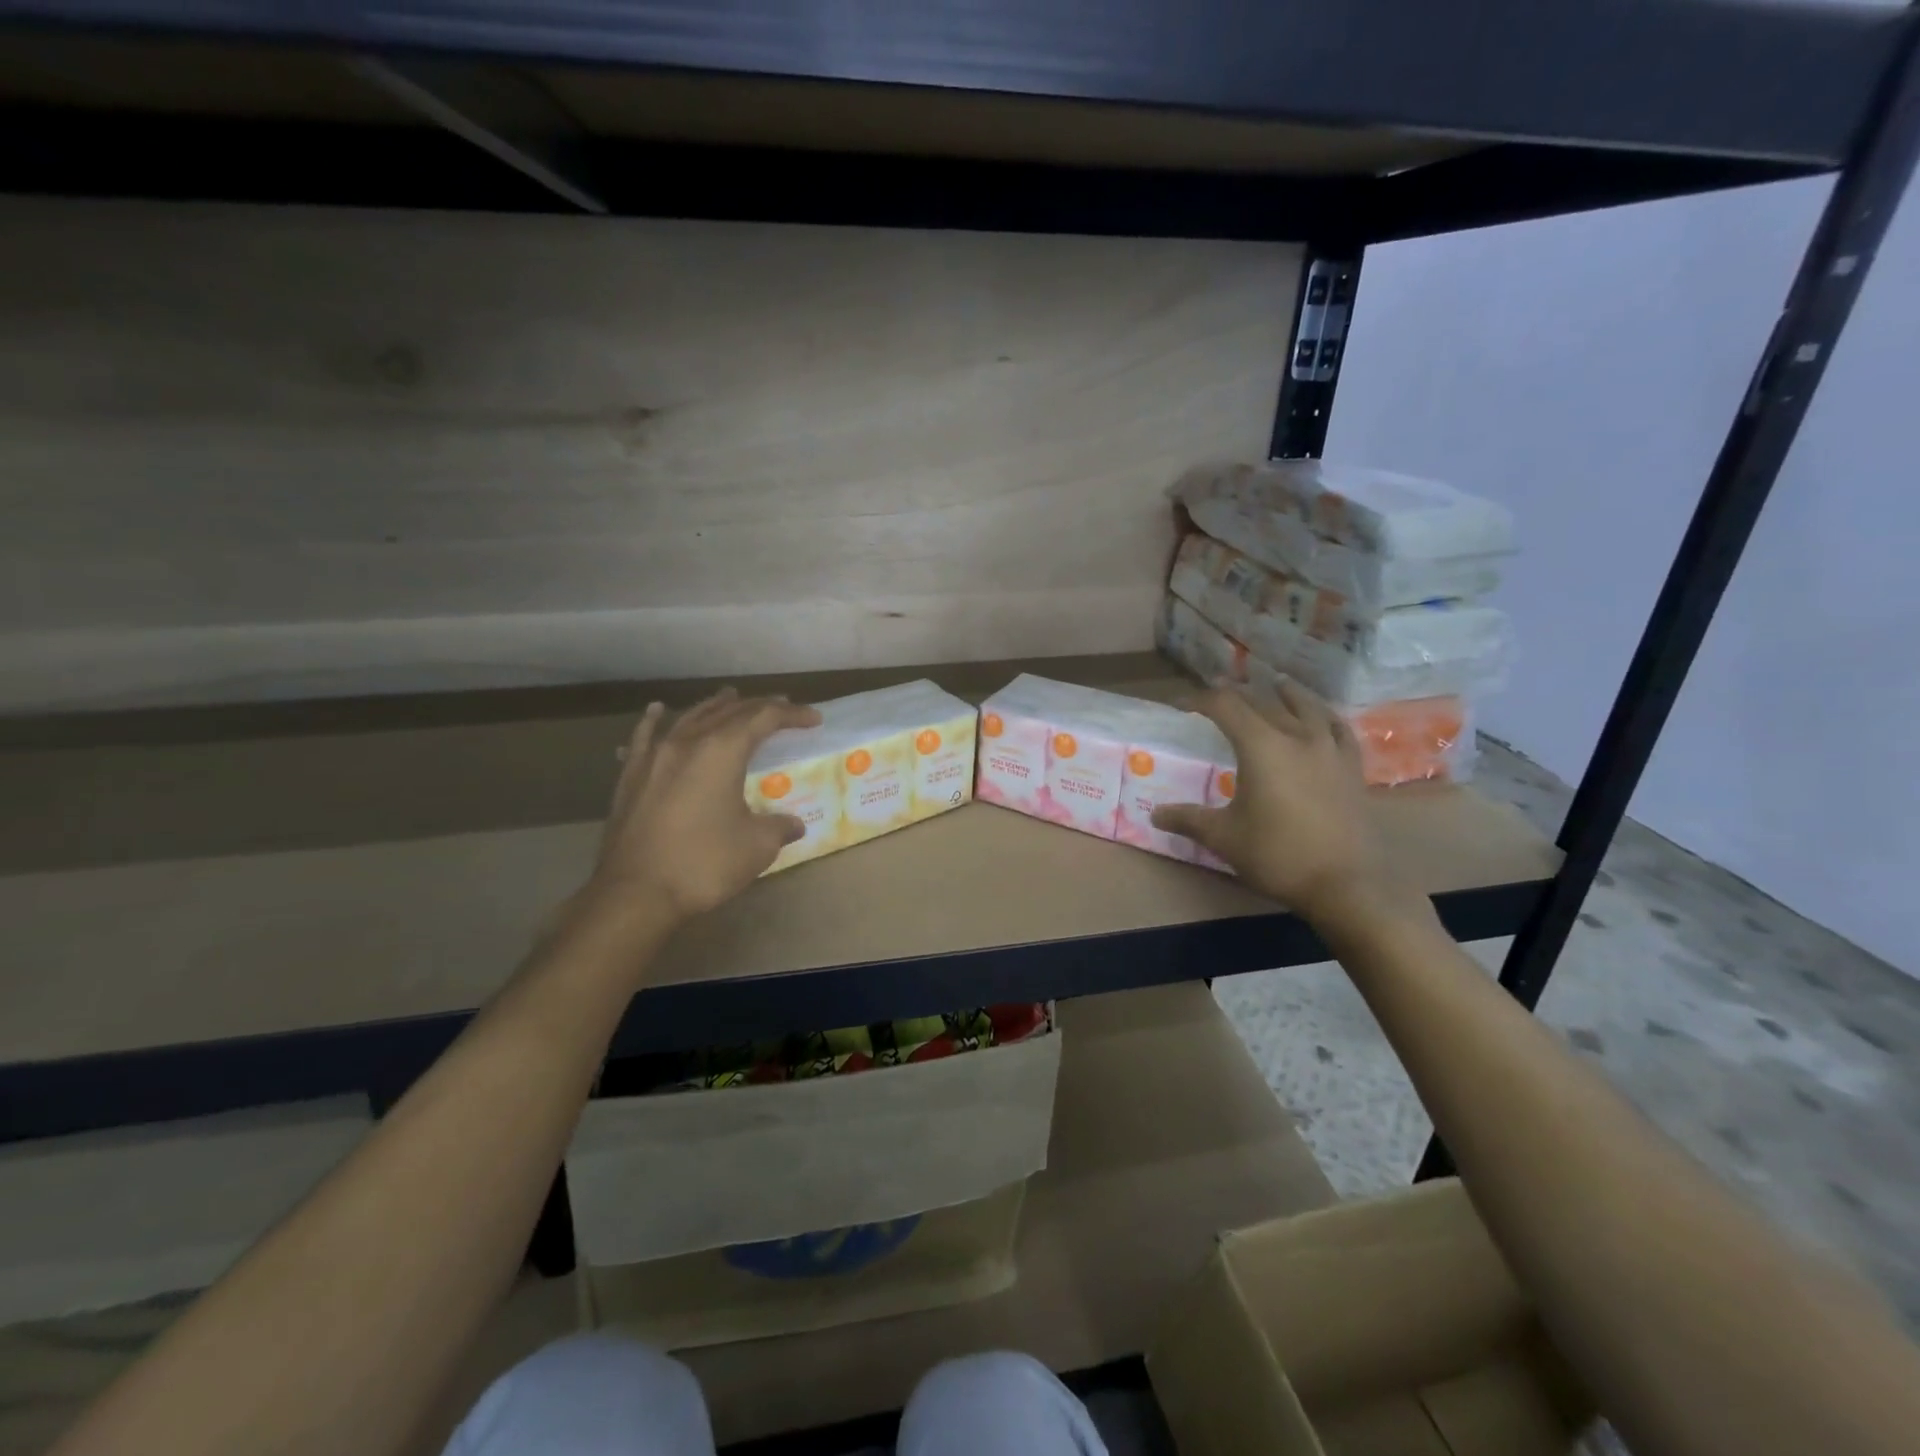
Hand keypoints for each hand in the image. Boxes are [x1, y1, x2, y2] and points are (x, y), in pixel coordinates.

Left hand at [584, 688, 822, 928]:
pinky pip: (645, 737)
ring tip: (730, 697)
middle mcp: (687, 742)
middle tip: (782, 707)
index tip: (813, 719)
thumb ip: (779, 827)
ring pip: (689, 718)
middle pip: (728, 712)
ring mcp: (654, 757)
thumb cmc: (703, 864)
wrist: (634, 894)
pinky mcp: (631, 777)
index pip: (764, 718)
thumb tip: (793, 824)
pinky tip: (658, 712)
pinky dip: (656, 720)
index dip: (792, 715)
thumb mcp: (757, 846)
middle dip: (758, 707)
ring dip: (715, 706)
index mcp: (722, 751)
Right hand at [1151, 681, 1392, 926]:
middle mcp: (1297, 737)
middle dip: (1238, 694)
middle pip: (1264, 701)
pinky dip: (1325, 716)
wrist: (1344, 884)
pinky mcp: (1352, 768)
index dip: (1201, 700)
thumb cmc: (1277, 855)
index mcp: (1261, 746)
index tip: (1182, 705)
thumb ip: (1188, 820)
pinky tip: (1322, 718)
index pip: (1226, 706)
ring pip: (1307, 707)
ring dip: (1286, 694)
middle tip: (1219, 694)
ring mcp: (1329, 750)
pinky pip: (1338, 729)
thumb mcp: (1223, 837)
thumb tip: (1155, 815)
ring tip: (1276, 685)